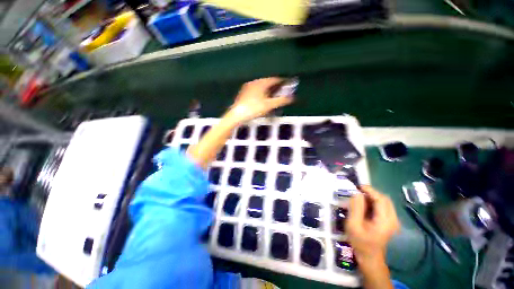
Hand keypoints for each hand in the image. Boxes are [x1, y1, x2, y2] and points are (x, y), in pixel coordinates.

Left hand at [225, 77, 293, 123]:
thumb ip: (281, 101)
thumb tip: (292, 98)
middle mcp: (254, 82)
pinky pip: (255, 91)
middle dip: (274, 87)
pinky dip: (261, 94)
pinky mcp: (243, 93)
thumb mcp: (269, 105)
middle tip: (280, 93)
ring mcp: (247, 87)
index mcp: (260, 83)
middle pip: (267, 83)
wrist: (237, 115)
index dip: (281, 82)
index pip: (274, 79)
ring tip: (272, 97)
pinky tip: (261, 100)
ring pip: (261, 87)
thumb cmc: (254, 109)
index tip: (287, 85)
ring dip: (268, 91)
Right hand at [346, 185, 399, 264]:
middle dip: (371, 193)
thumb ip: (355, 208)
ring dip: (372, 197)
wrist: (370, 258)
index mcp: (385, 221)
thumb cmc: (360, 242)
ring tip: (359, 198)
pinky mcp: (390, 222)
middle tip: (357, 192)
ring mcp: (393, 221)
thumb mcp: (353, 225)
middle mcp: (393, 219)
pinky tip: (365, 206)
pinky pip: (384, 207)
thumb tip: (356, 193)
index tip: (357, 186)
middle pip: (384, 199)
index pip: (380, 199)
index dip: (369, 190)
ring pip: (385, 202)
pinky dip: (374, 203)